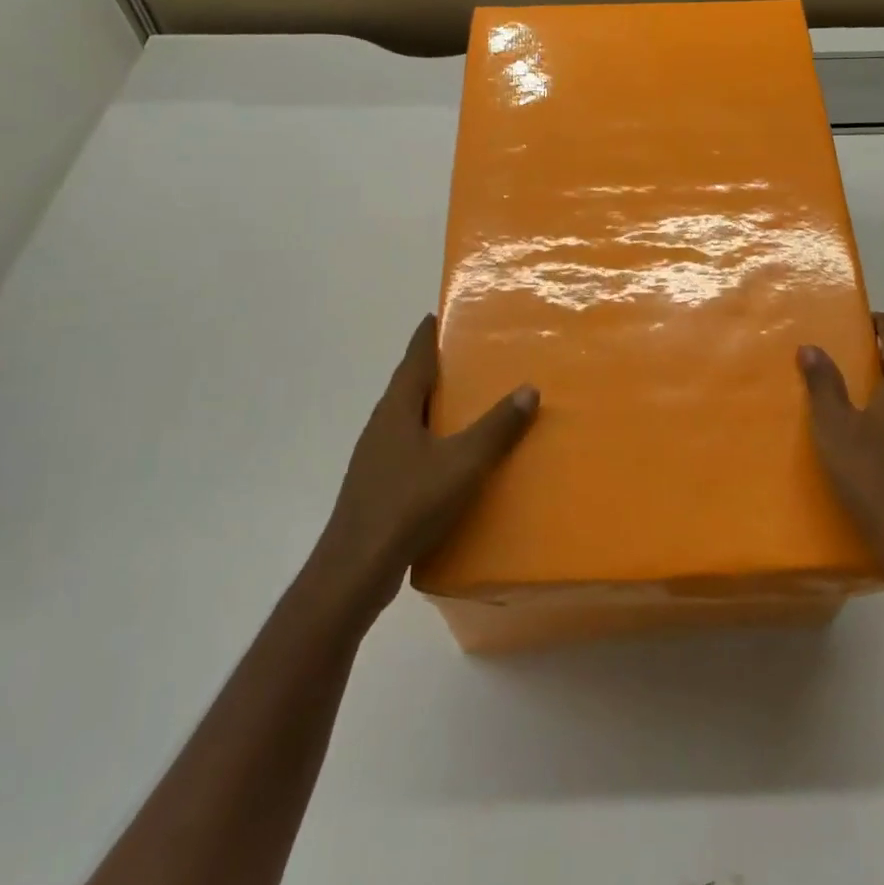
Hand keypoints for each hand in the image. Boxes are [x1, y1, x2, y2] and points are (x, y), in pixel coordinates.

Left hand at [314, 316, 537, 617]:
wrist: (355, 570)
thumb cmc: (407, 504)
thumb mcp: (462, 463)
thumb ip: (496, 427)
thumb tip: (529, 388)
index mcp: (397, 408)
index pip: (414, 358)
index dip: (427, 336)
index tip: (439, 314)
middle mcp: (382, 425)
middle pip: (410, 386)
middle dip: (436, 370)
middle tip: (469, 359)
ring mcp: (375, 458)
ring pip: (408, 419)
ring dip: (433, 407)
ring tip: (467, 406)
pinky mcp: (377, 487)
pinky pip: (409, 449)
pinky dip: (431, 441)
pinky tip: (450, 459)